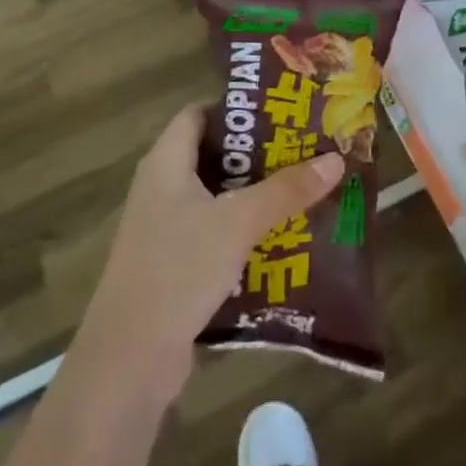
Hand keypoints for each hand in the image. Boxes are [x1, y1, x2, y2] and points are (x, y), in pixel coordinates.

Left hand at [75, 103, 344, 399]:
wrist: (130, 358)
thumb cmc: (179, 269)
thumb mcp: (238, 222)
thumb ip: (286, 190)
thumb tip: (336, 158)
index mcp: (166, 163)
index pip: (198, 114)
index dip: (236, 107)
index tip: (281, 109)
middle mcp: (162, 188)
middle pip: (213, 155)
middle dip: (259, 152)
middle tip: (305, 147)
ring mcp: (166, 229)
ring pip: (218, 197)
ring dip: (257, 193)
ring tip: (305, 187)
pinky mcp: (175, 264)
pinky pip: (216, 232)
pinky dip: (246, 229)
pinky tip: (284, 235)